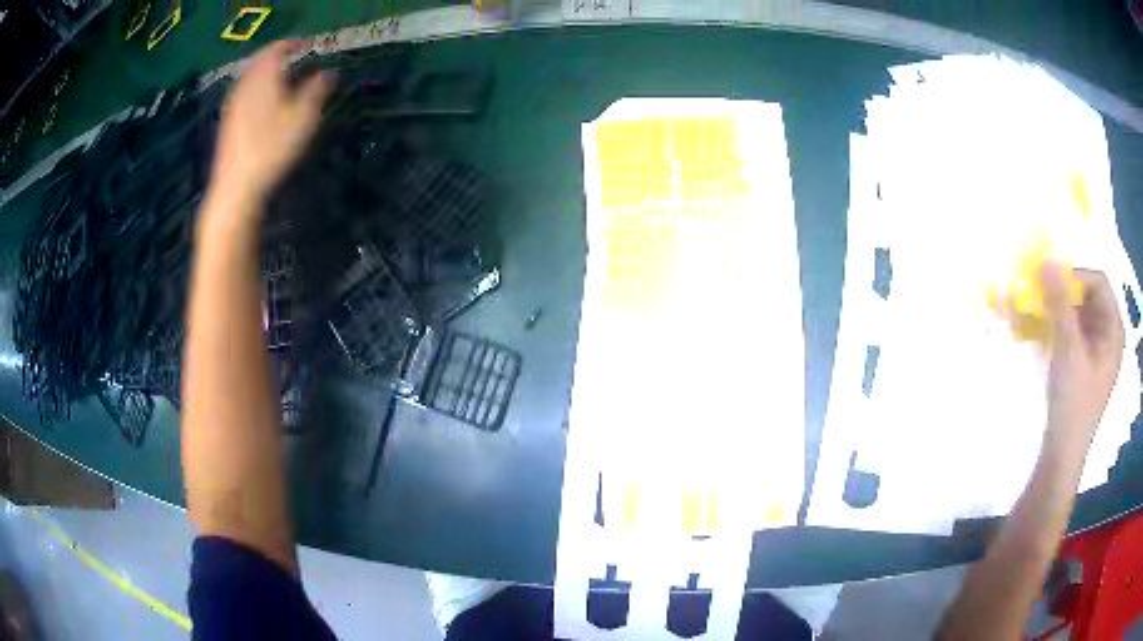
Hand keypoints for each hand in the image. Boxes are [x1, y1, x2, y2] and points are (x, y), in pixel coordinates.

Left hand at [207, 40, 332, 218]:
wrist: (236, 186)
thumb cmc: (272, 147)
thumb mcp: (304, 116)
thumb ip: (318, 89)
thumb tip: (329, 73)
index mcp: (264, 75)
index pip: (279, 47)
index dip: (296, 43)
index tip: (311, 44)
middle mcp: (245, 83)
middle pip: (261, 60)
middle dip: (279, 56)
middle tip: (297, 58)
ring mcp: (233, 103)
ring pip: (252, 77)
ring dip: (268, 73)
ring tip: (284, 79)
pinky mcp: (228, 122)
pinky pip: (245, 93)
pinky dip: (258, 89)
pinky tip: (267, 103)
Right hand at [1043, 262, 1123, 445]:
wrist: (1063, 454)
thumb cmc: (1074, 401)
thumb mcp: (1068, 349)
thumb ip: (1060, 303)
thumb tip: (1047, 262)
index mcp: (1113, 329)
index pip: (1099, 282)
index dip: (1076, 275)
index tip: (1051, 282)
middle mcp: (1108, 335)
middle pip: (1088, 297)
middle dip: (1064, 293)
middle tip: (1041, 298)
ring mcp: (1096, 351)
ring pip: (1078, 315)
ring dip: (1058, 310)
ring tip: (1037, 316)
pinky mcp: (1083, 365)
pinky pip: (1072, 333)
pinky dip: (1057, 328)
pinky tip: (1042, 335)